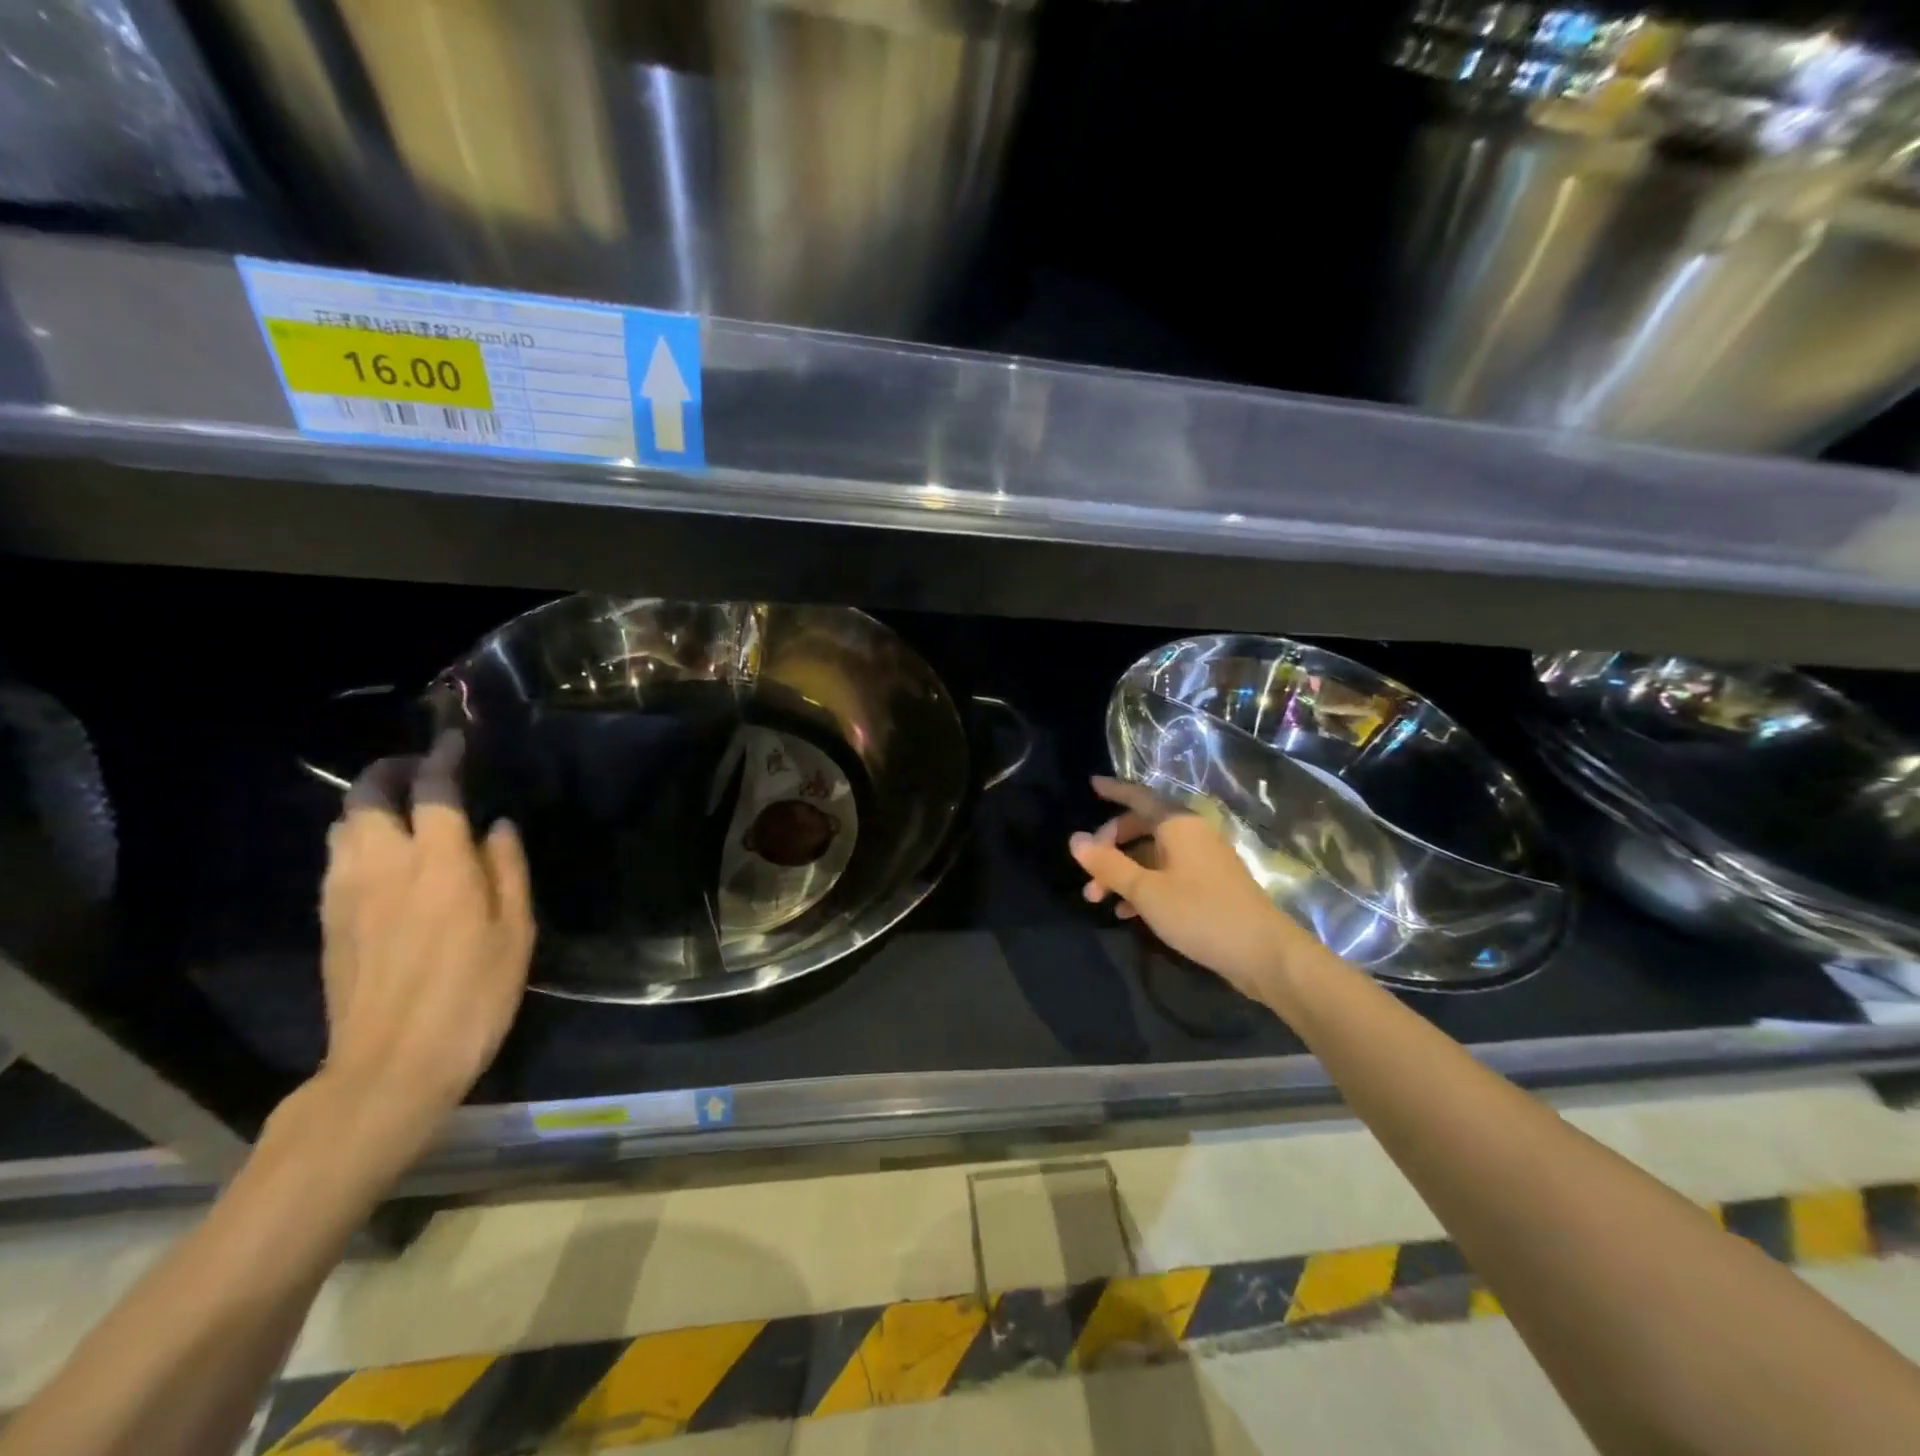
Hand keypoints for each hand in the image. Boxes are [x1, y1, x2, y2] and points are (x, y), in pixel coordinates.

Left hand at [317, 732, 533, 1137]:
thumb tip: (498, 826)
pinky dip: (357, 838)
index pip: (435, 791)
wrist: (391, 1065)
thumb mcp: (516, 932)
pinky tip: (381, 856)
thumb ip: (508, 870)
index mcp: (439, 865)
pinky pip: (336, 858)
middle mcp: (384, 866)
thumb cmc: (473, 995)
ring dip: (369, 803)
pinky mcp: (329, 920)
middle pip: (368, 797)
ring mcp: (347, 893)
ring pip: (344, 825)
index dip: (444, 758)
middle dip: (391, 771)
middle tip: (421, 770)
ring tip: (401, 809)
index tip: (454, 740)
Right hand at [1069, 776, 1307, 1002]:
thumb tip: (1075, 839)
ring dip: (1122, 871)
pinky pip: (1166, 873)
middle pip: (1142, 826)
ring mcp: (1202, 860)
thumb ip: (1109, 865)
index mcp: (1178, 824)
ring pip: (1152, 854)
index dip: (1114, 790)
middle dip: (1110, 846)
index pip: (1139, 796)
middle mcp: (1191, 834)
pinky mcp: (1209, 885)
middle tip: (1087, 871)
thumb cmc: (1200, 913)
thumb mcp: (1146, 890)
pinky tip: (1127, 913)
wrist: (1264, 953)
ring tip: (1098, 899)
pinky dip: (1143, 885)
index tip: (1091, 785)